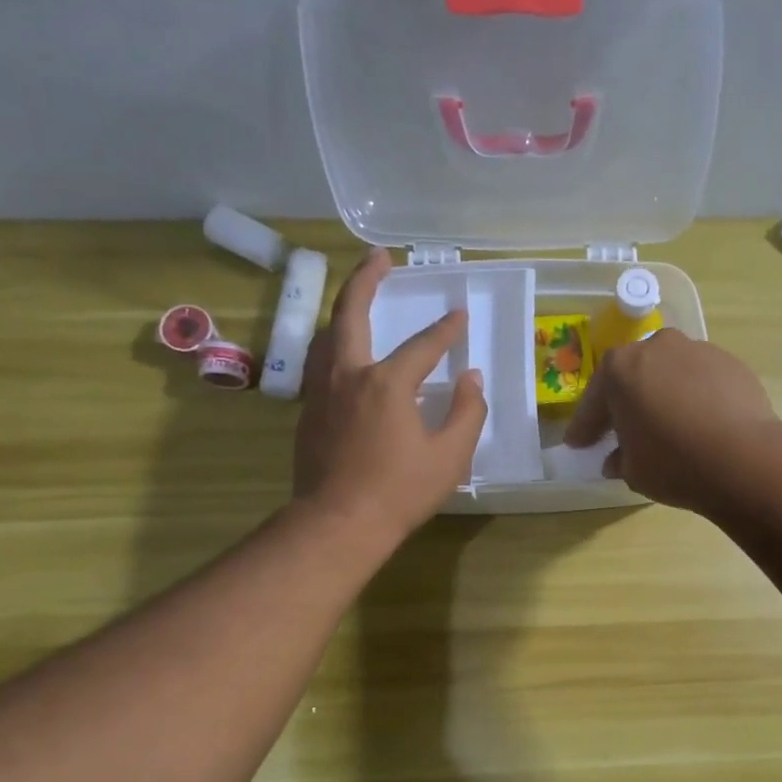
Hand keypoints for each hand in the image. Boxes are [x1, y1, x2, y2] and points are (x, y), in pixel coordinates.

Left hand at [294, 249, 487, 540]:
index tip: (460, 316)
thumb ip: (466, 413)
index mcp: (386, 382)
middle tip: (379, 257)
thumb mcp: (449, 457)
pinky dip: (335, 345)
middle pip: (350, 313)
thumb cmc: (399, 492)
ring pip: (327, 336)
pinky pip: (320, 363)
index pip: (422, 345)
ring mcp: (321, 392)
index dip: (445, 331)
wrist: (338, 524)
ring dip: (343, 310)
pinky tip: (344, 355)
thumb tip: (472, 381)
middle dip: (365, 279)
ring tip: (357, 298)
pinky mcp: (308, 413)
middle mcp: (348, 375)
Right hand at [564, 329, 781, 516]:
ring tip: (666, 426)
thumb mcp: (633, 471)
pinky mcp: (731, 363)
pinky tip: (699, 424)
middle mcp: (656, 346)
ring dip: (662, 396)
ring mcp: (697, 350)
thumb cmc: (674, 463)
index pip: (594, 401)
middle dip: (624, 403)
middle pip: (632, 376)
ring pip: (668, 374)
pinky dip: (694, 398)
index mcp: (620, 368)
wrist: (744, 458)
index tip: (578, 444)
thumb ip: (619, 459)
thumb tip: (616, 459)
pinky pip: (700, 381)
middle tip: (620, 431)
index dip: (584, 427)